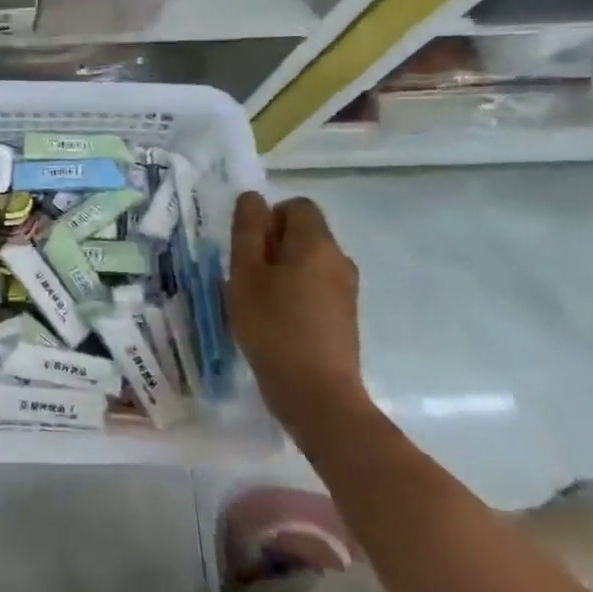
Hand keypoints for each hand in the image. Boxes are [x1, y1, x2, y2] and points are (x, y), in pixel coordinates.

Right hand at [227, 192, 372, 445]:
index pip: (296, 206)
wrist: (316, 393)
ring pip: (309, 262)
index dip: (268, 218)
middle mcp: (339, 259)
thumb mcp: (245, 274)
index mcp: (316, 243)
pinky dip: (295, 294)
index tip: (247, 250)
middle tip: (246, 278)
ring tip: (258, 303)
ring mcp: (346, 289)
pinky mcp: (345, 316)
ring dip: (282, 272)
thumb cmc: (272, 327)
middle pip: (304, 233)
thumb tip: (254, 198)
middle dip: (272, 246)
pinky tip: (276, 322)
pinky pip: (316, 288)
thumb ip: (248, 231)